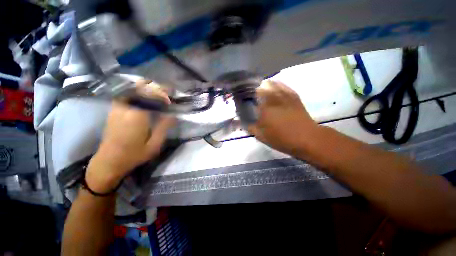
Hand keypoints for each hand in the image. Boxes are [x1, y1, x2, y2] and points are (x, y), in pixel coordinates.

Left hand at [86, 81, 174, 192]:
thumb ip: (164, 127)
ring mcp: (117, 107)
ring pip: (132, 89)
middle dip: (155, 88)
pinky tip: (145, 97)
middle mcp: (125, 108)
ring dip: (146, 88)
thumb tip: (173, 115)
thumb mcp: (154, 144)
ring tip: (158, 93)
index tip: (171, 98)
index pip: (150, 96)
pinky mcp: (114, 110)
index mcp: (136, 116)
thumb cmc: (134, 155)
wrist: (109, 161)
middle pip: (140, 88)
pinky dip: (138, 92)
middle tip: (166, 93)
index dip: (162, 94)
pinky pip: (127, 94)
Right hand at [248, 80, 318, 155]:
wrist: (306, 138)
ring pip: (270, 84)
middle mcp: (272, 99)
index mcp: (263, 109)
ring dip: (263, 86)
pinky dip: (275, 84)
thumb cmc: (282, 139)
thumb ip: (249, 127)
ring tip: (260, 90)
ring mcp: (283, 95)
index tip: (242, 101)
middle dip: (253, 90)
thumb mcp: (261, 136)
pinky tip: (273, 87)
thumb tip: (239, 122)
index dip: (244, 98)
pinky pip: (282, 85)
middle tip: (250, 96)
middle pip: (259, 88)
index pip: (249, 99)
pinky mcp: (293, 95)